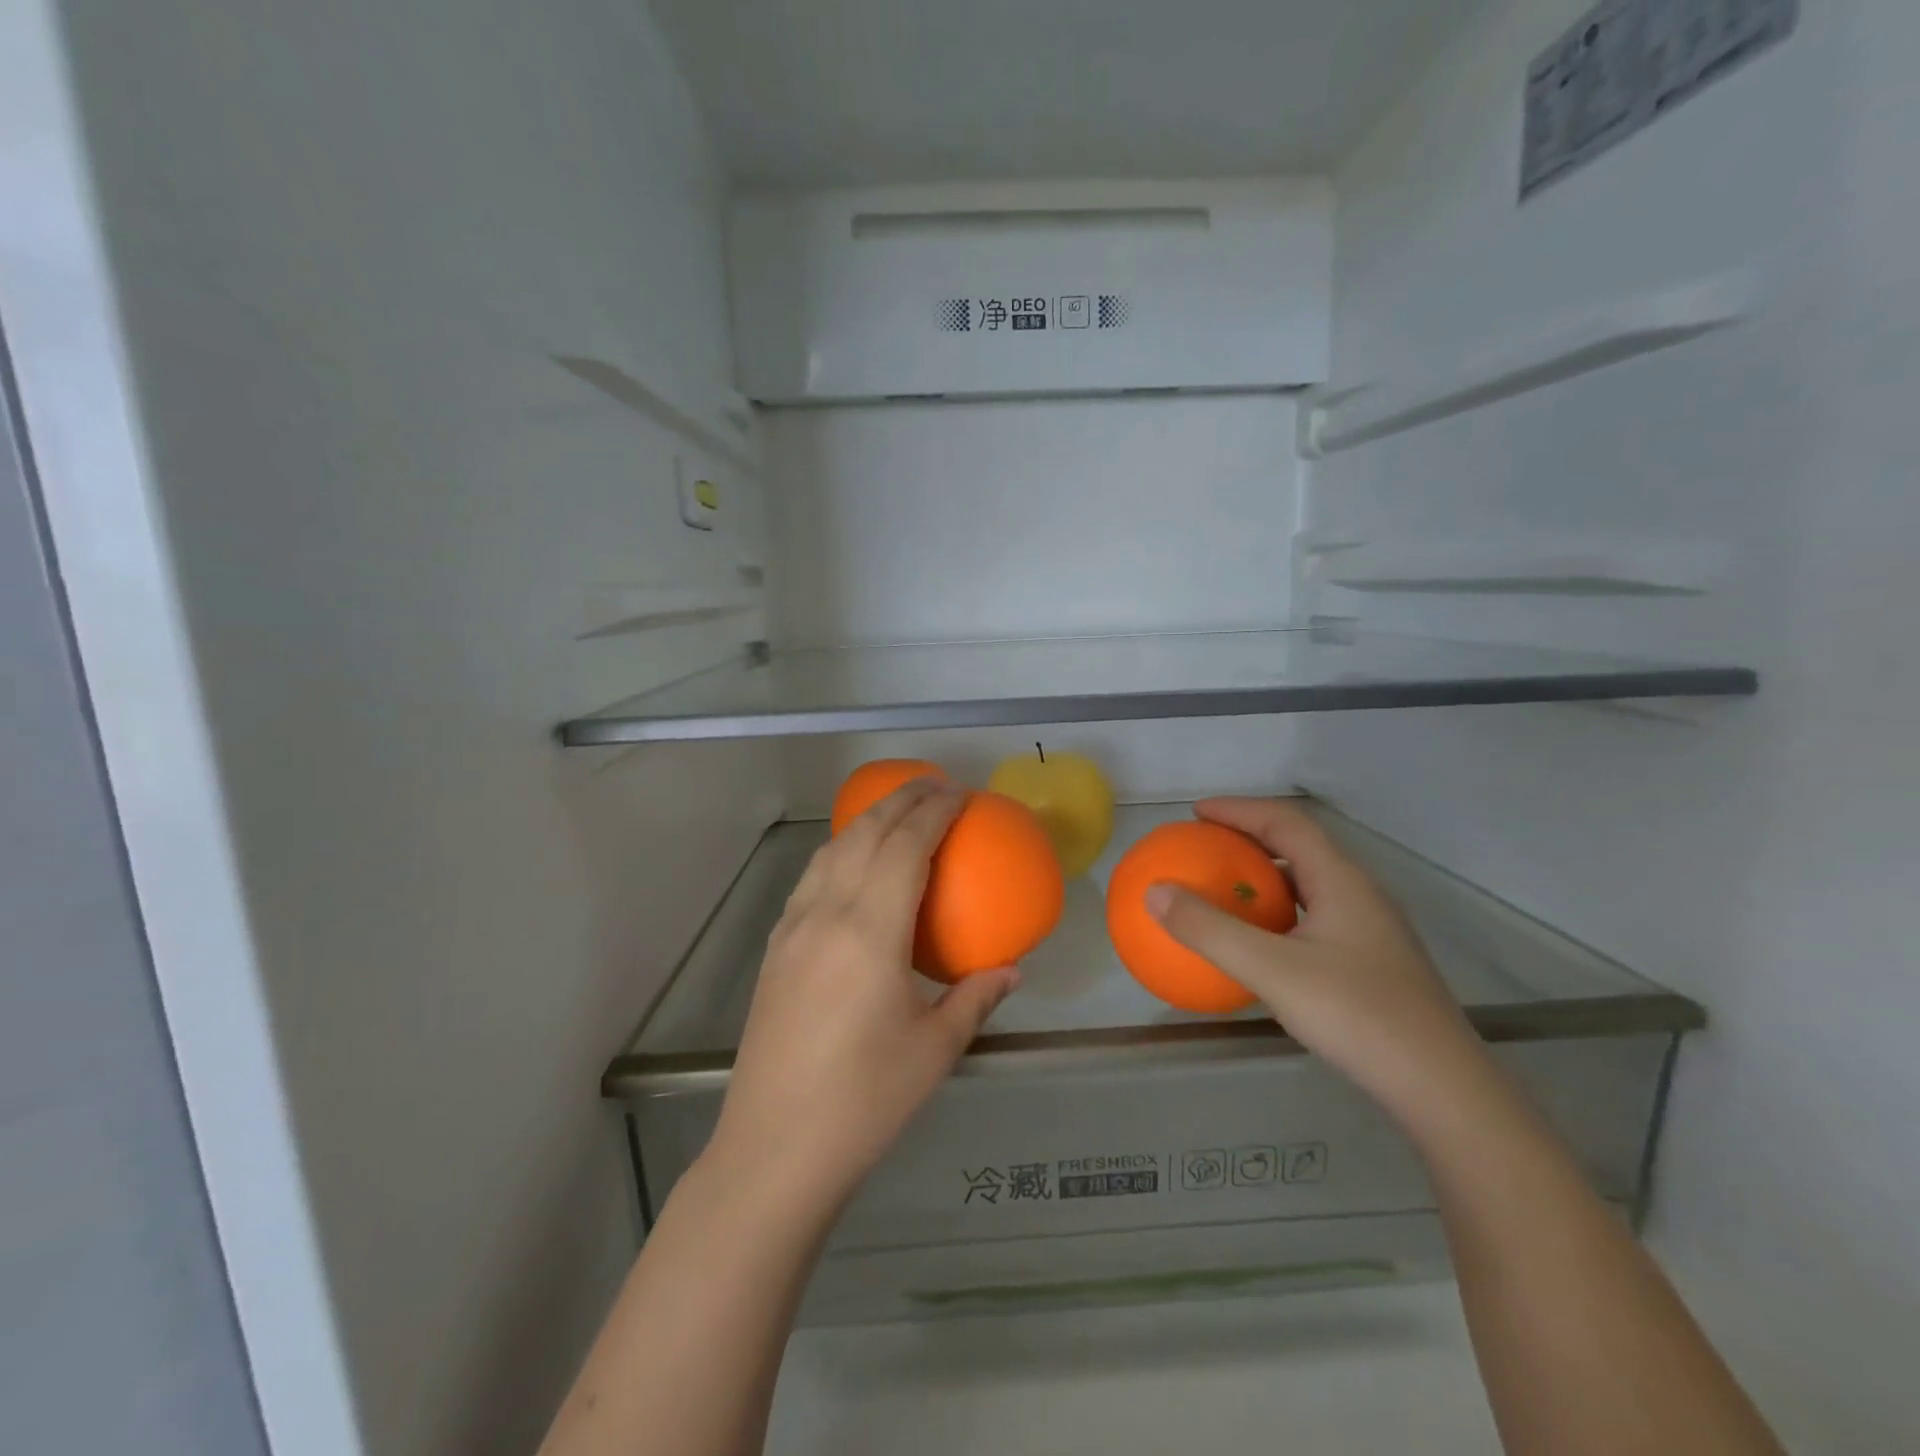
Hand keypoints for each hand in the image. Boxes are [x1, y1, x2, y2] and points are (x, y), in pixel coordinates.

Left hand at [704, 779, 1018, 1215]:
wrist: (775, 1149)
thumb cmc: (866, 1100)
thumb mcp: (935, 1049)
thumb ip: (976, 997)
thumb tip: (1012, 969)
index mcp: (870, 931)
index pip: (905, 846)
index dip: (934, 810)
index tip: (960, 793)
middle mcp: (826, 914)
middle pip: (865, 833)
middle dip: (902, 799)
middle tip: (937, 785)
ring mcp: (793, 928)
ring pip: (832, 849)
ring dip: (868, 820)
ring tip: (899, 812)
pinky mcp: (776, 948)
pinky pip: (812, 878)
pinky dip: (841, 851)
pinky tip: (855, 866)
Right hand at [1146, 797, 1483, 1121]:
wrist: (1442, 1089)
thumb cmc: (1358, 1016)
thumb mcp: (1272, 970)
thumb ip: (1210, 930)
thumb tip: (1154, 892)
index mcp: (1342, 880)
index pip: (1286, 822)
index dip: (1238, 810)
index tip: (1196, 813)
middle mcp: (1359, 894)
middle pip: (1299, 847)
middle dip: (1248, 839)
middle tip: (1204, 846)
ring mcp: (1370, 930)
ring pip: (1308, 885)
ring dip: (1264, 877)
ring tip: (1224, 888)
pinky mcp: (1371, 962)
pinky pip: (1312, 918)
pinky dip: (1277, 914)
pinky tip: (1258, 945)